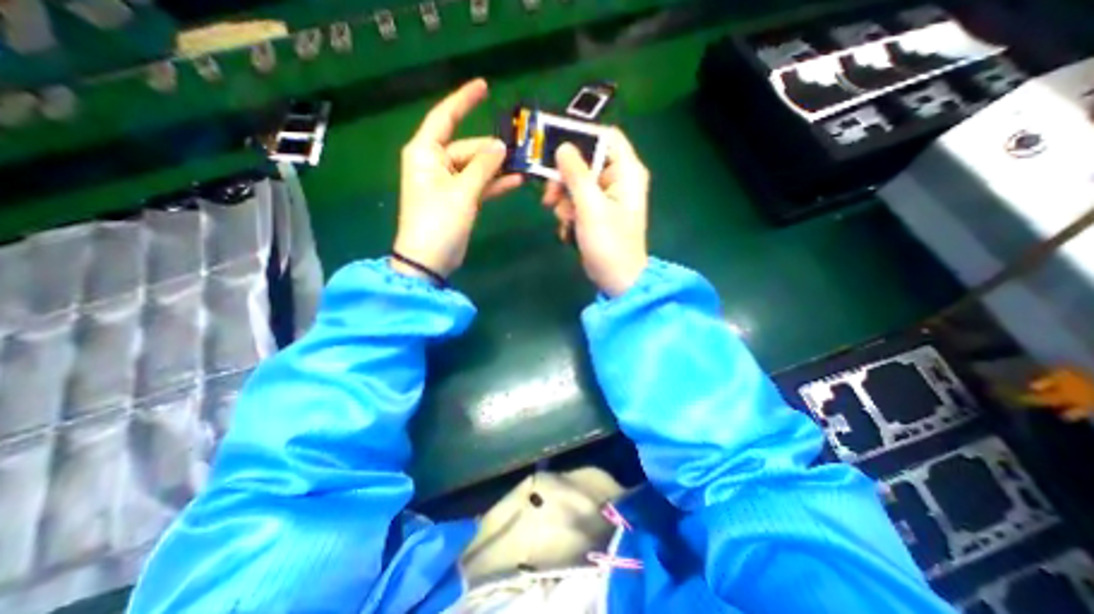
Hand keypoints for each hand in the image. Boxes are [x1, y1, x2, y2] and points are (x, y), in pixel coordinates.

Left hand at [391, 78, 521, 277]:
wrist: (429, 260)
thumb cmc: (439, 222)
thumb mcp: (462, 191)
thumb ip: (483, 166)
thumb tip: (500, 146)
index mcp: (425, 152)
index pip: (445, 117)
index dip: (464, 101)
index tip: (484, 87)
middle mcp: (435, 163)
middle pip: (467, 147)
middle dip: (492, 149)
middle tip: (521, 148)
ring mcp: (448, 183)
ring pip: (476, 167)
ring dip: (497, 167)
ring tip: (523, 163)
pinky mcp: (459, 200)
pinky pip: (479, 185)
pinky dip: (495, 184)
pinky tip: (516, 181)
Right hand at [539, 128, 642, 294]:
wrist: (617, 279)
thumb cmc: (608, 243)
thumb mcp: (590, 206)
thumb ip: (576, 174)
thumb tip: (563, 147)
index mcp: (626, 171)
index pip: (606, 136)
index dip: (580, 137)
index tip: (553, 147)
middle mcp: (619, 179)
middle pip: (586, 161)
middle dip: (564, 178)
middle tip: (549, 196)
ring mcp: (607, 197)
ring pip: (577, 182)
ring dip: (564, 199)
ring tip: (563, 219)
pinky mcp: (597, 212)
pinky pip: (577, 200)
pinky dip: (568, 212)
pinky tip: (567, 229)